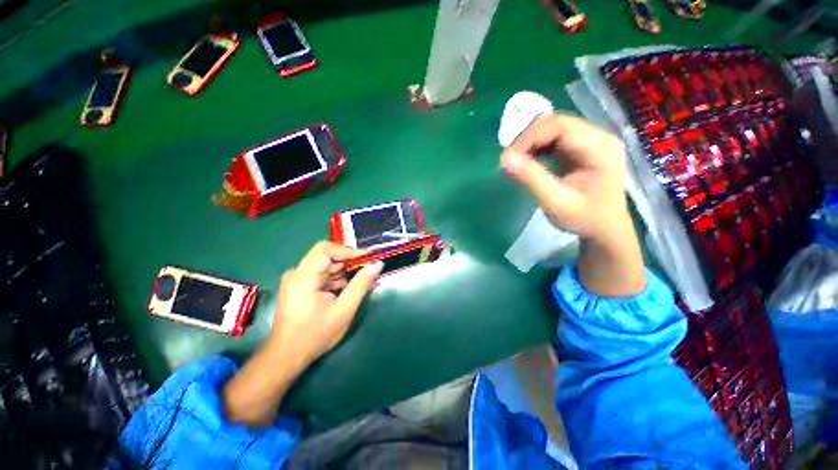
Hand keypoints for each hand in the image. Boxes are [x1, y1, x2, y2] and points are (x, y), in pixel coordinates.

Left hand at [224, 242, 381, 426]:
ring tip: (363, 281)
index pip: (326, 249)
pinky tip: (350, 289)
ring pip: (326, 266)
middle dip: (350, 263)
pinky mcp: (300, 286)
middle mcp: (297, 273)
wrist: (287, 356)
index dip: (348, 251)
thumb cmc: (315, 335)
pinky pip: (322, 275)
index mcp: (303, 277)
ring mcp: (297, 279)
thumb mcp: (343, 310)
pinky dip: (337, 280)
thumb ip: (361, 285)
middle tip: (369, 270)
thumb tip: (377, 264)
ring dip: (345, 272)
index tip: (368, 258)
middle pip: (327, 257)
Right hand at [500, 114, 628, 240]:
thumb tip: (505, 160)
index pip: (560, 126)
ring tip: (515, 161)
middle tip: (508, 161)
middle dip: (526, 139)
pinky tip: (527, 160)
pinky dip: (535, 147)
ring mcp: (589, 139)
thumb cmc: (584, 218)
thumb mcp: (556, 202)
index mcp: (600, 148)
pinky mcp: (580, 146)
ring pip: (551, 128)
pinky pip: (553, 137)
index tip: (507, 158)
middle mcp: (598, 136)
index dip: (529, 137)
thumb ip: (532, 179)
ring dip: (529, 142)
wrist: (604, 227)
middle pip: (555, 123)